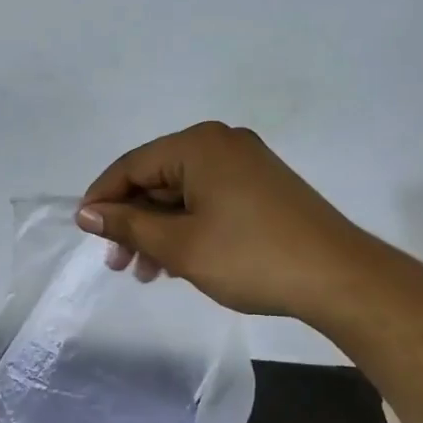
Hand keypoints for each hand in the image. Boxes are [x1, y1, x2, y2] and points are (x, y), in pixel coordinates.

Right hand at [75, 121, 381, 321]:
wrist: (338, 278)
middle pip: (156, 179)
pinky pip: (207, 201)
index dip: (102, 200)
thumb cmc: (250, 258)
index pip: (131, 166)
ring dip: (157, 231)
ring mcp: (245, 165)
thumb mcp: (179, 245)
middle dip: (132, 222)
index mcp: (198, 146)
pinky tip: (176, 263)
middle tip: (117, 263)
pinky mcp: (261, 187)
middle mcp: (221, 144)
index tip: (84, 233)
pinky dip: (186, 229)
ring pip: (181, 194)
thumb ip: (127, 224)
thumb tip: (86, 212)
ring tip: (146, 273)